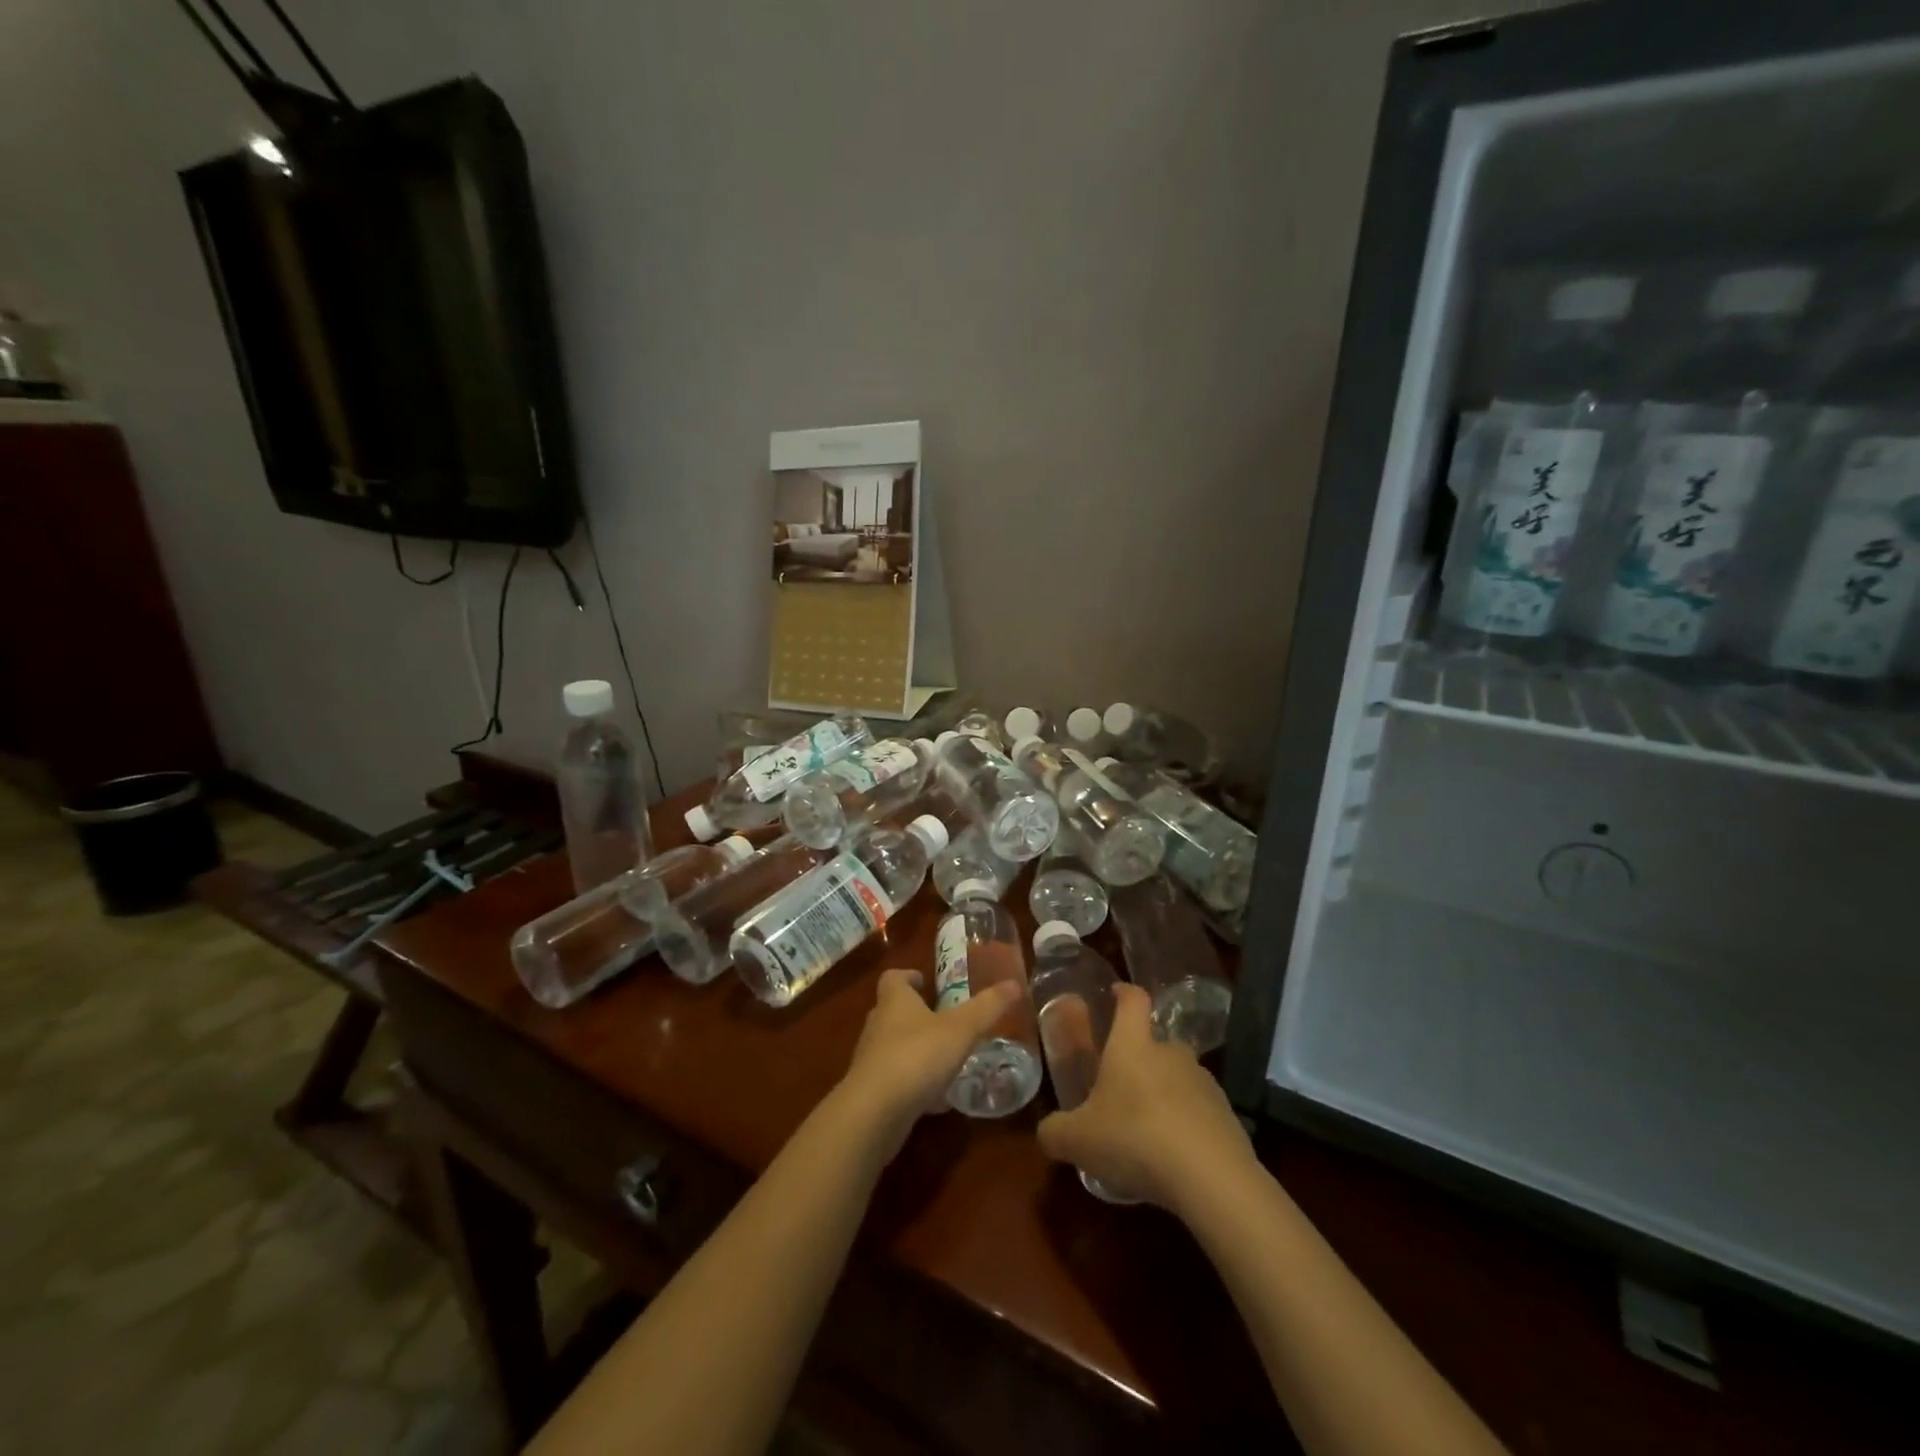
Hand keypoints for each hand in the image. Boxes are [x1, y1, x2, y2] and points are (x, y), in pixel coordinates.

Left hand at [837, 967, 1022, 1158]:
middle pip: (892, 1011)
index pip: (893, 978)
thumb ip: (988, 1007)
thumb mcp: (961, 1029)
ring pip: (893, 1047)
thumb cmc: (917, 1057)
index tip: (924, 981)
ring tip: (944, 1057)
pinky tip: (937, 1100)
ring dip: (915, 1049)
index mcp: (895, 1001)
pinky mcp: (872, 1093)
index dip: (908, 976)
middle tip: (942, 1018)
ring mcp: (871, 1061)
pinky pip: (896, 1081)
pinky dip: (914, 1084)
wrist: (874, 1113)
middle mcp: (878, 1026)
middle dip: (915, 1013)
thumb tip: (1016, 983)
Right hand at [1037, 983, 1251, 1210]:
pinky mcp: (1227, 1115)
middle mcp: (1170, 1052)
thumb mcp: (1078, 1140)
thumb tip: (1046, 1132)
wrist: (1211, 1178)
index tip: (1115, 992)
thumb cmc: (1134, 1139)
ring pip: (1178, 1077)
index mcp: (1133, 1045)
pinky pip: (1199, 1111)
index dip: (1123, 992)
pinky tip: (1173, 1157)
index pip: (1132, 1000)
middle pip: (1155, 1042)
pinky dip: (1185, 1125)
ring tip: (1146, 1130)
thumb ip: (1055, 1132)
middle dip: (1140, 1058)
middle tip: (1120, 1086)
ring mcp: (1203, 1082)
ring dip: (1163, 1094)